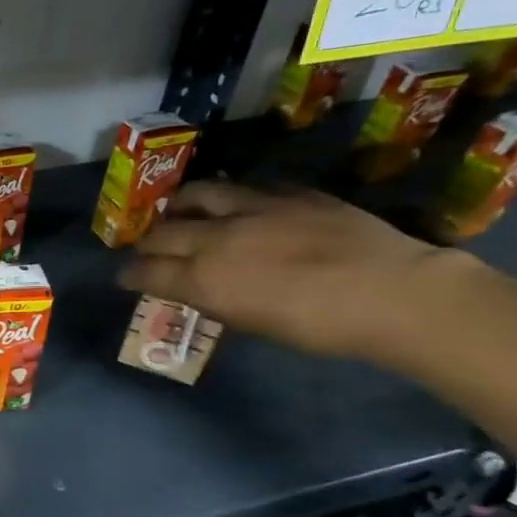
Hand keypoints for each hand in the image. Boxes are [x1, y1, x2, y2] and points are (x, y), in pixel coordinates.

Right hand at [120, 181, 479, 363]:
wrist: (392, 293)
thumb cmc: (321, 327)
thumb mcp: (255, 323)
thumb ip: (218, 300)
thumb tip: (201, 288)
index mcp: (206, 278)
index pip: (149, 271)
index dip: (131, 274)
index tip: (125, 277)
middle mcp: (217, 238)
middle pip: (162, 233)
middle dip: (147, 242)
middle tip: (146, 248)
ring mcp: (253, 209)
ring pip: (197, 196)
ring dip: (179, 206)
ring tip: (178, 211)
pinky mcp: (288, 193)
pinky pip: (245, 189)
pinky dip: (230, 199)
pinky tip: (236, 206)